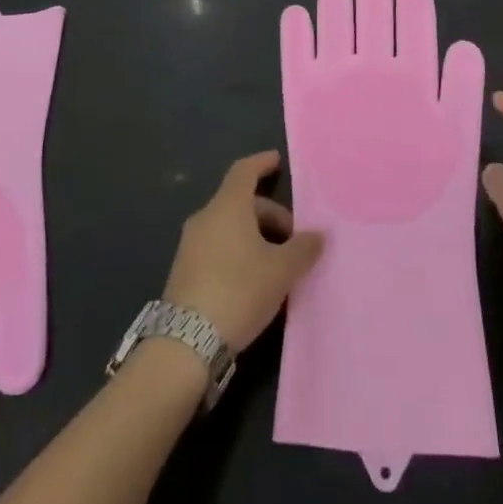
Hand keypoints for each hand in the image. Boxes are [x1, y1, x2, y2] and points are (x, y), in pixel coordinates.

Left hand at [164, 151, 324, 350]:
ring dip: (255, 236)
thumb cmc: (239, 291)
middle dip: (270, 214)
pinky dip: (238, 251)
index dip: (262, 163)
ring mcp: (190, 245)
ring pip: (229, 226)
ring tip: (277, 263)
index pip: (244, 171)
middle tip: (294, 239)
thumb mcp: (281, 271)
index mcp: (227, 207)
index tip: (277, 161)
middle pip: (241, 202)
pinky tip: (254, 280)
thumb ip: (302, 248)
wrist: (186, 343)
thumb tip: (318, 234)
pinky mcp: (184, 271)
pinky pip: (217, 246)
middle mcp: (205, 218)